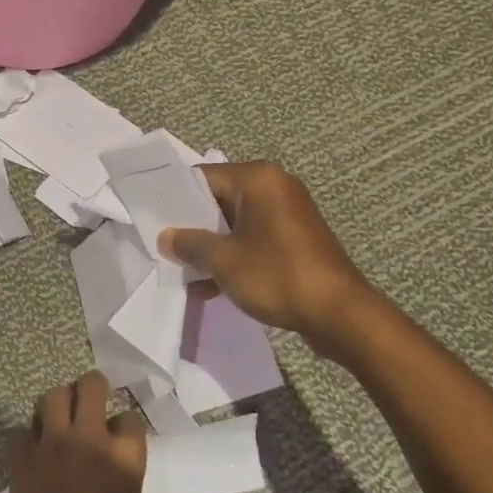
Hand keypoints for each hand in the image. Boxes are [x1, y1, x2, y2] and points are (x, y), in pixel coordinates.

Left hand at [0, 371, 147, 492]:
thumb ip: (121, 479)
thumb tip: (110, 465)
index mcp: (125, 461)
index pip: (130, 418)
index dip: (124, 425)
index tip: (119, 433)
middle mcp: (89, 442)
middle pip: (90, 386)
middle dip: (92, 387)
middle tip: (90, 400)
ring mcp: (52, 448)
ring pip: (52, 396)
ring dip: (57, 403)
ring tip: (58, 420)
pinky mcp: (21, 463)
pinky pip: (19, 432)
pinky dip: (25, 439)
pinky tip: (31, 454)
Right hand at [158, 161, 374, 347]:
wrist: (340, 314)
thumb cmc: (278, 275)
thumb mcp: (224, 260)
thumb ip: (190, 244)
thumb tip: (166, 238)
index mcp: (258, 179)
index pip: (203, 177)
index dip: (175, 198)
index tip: (152, 218)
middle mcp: (275, 187)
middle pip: (219, 199)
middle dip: (193, 226)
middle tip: (164, 246)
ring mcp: (288, 214)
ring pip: (235, 223)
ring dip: (211, 246)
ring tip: (183, 272)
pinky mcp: (295, 239)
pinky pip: (254, 239)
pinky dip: (234, 256)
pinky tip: (211, 287)